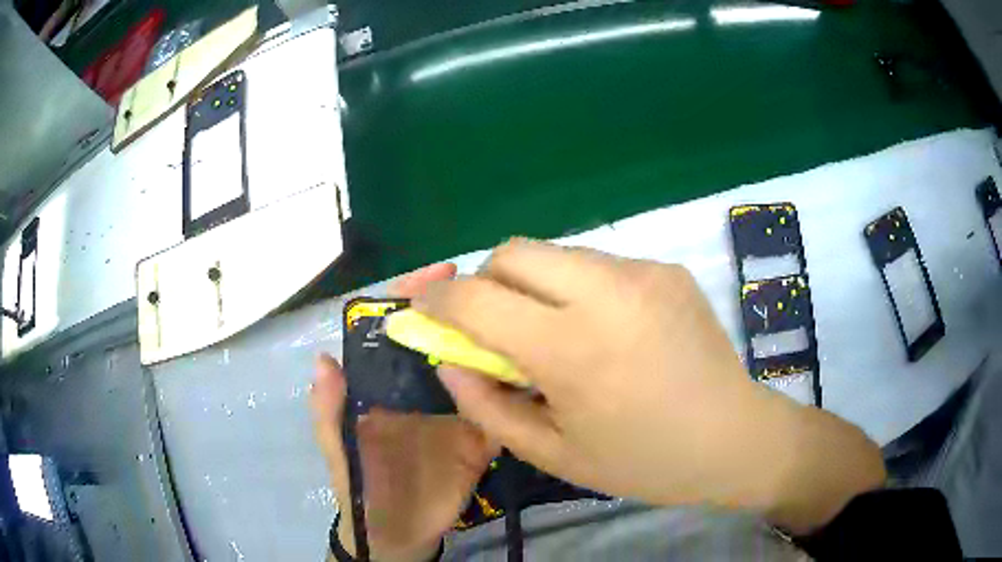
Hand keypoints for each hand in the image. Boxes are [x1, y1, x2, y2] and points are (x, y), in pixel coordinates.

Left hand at [310, 263, 498, 560]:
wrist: (396, 534)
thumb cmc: (362, 485)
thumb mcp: (339, 448)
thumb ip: (329, 410)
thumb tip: (323, 359)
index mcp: (388, 383)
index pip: (401, 327)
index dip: (416, 295)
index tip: (444, 273)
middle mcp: (425, 388)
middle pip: (448, 338)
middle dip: (470, 310)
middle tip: (501, 290)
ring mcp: (458, 413)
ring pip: (481, 369)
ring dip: (499, 345)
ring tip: (526, 323)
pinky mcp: (483, 439)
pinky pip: (504, 412)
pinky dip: (520, 395)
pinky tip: (540, 375)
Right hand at [414, 239, 884, 532]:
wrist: (734, 437)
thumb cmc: (643, 461)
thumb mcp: (553, 453)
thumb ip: (486, 404)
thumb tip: (448, 358)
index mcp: (574, 348)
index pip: (476, 297)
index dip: (439, 302)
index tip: (428, 315)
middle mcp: (608, 291)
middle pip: (512, 251)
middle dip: (486, 282)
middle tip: (495, 326)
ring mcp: (644, 272)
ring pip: (556, 253)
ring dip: (534, 285)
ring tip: (556, 332)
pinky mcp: (667, 268)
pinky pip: (598, 264)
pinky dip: (578, 289)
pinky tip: (605, 330)